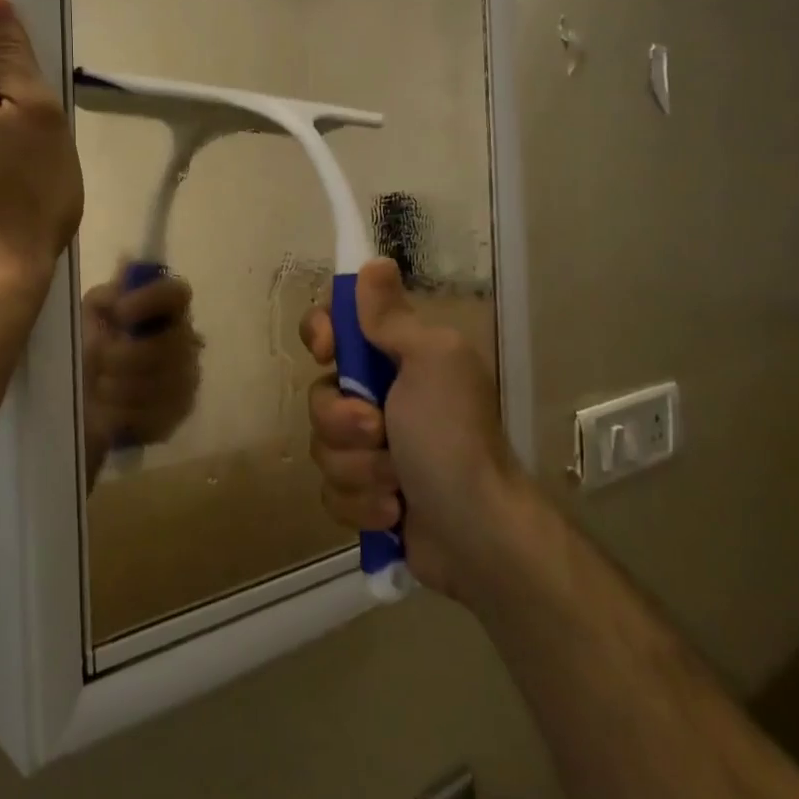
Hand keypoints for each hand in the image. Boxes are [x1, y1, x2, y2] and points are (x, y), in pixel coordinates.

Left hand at [81, 267, 202, 485]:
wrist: (81, 403)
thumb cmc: (87, 349)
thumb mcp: (88, 318)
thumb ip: (107, 296)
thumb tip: (126, 265)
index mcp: (165, 310)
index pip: (177, 293)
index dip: (150, 300)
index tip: (119, 312)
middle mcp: (186, 341)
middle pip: (168, 344)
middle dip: (124, 356)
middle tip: (97, 360)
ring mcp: (187, 379)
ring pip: (159, 382)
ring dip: (119, 386)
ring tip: (99, 386)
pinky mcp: (179, 413)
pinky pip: (155, 413)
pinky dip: (124, 412)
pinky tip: (109, 410)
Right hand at [301, 258, 518, 598]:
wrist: (478, 536)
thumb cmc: (454, 437)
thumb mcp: (431, 362)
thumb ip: (392, 317)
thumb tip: (374, 262)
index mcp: (399, 359)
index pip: (337, 327)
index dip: (322, 334)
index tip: (328, 351)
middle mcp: (381, 399)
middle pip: (320, 394)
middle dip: (343, 421)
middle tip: (380, 432)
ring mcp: (372, 451)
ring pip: (322, 448)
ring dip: (358, 469)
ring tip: (397, 485)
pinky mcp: (366, 496)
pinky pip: (332, 492)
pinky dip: (362, 505)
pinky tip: (394, 513)